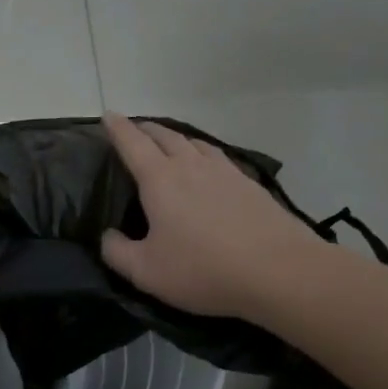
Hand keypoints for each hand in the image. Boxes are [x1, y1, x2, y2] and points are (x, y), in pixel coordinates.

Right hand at [99, 112, 320, 318]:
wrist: (279, 272)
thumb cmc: (203, 270)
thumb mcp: (145, 271)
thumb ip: (117, 252)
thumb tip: (108, 235)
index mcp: (160, 180)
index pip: (132, 144)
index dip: (117, 128)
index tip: (108, 115)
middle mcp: (191, 166)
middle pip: (165, 136)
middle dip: (145, 129)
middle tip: (134, 130)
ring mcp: (225, 172)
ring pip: (195, 143)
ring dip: (176, 138)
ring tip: (169, 143)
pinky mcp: (250, 185)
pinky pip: (218, 157)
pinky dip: (203, 153)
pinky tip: (208, 165)